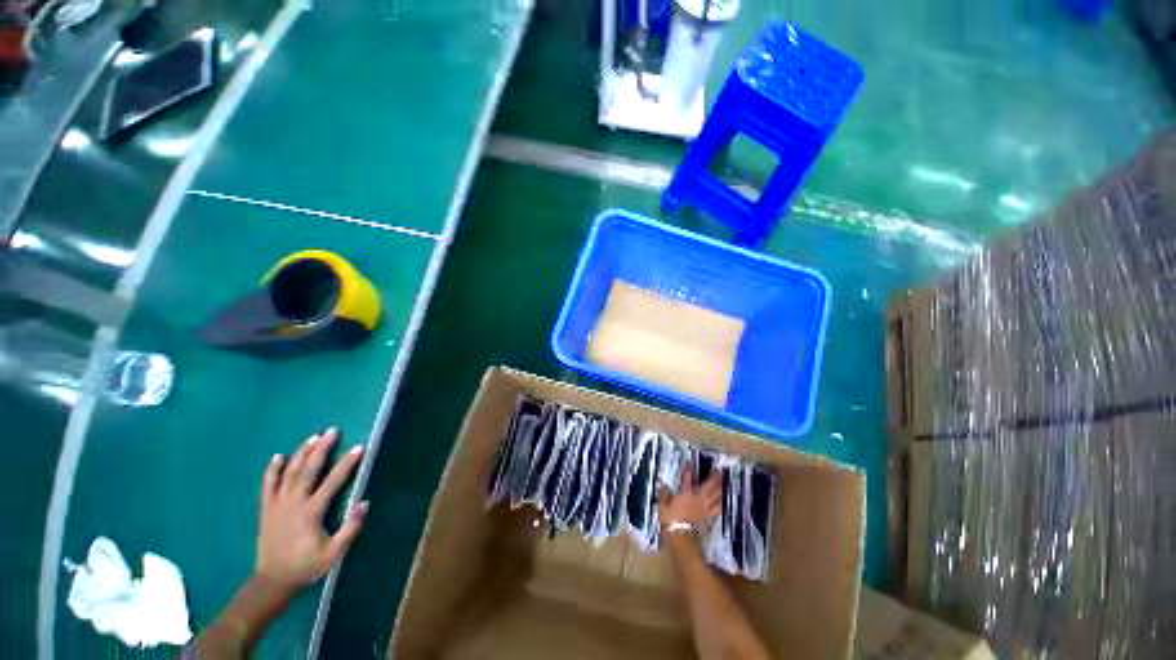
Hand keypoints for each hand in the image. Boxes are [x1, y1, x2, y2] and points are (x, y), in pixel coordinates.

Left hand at [256, 428, 366, 590]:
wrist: (273, 581)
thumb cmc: (306, 565)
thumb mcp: (334, 552)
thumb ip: (350, 528)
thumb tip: (365, 502)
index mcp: (312, 512)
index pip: (333, 481)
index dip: (347, 463)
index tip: (359, 448)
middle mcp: (294, 503)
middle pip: (308, 470)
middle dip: (322, 449)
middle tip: (332, 431)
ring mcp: (277, 505)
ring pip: (289, 473)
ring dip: (301, 453)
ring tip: (313, 438)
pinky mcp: (267, 509)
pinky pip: (268, 486)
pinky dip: (272, 470)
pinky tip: (277, 457)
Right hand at [658, 466, 722, 530]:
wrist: (681, 537)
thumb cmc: (670, 519)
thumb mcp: (663, 505)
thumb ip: (664, 493)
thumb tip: (663, 484)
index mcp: (686, 492)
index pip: (688, 477)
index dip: (689, 468)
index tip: (691, 461)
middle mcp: (697, 497)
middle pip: (708, 485)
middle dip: (714, 477)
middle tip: (720, 470)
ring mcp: (704, 507)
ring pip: (715, 496)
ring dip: (721, 489)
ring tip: (725, 483)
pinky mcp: (707, 517)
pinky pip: (717, 509)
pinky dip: (721, 504)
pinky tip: (724, 502)